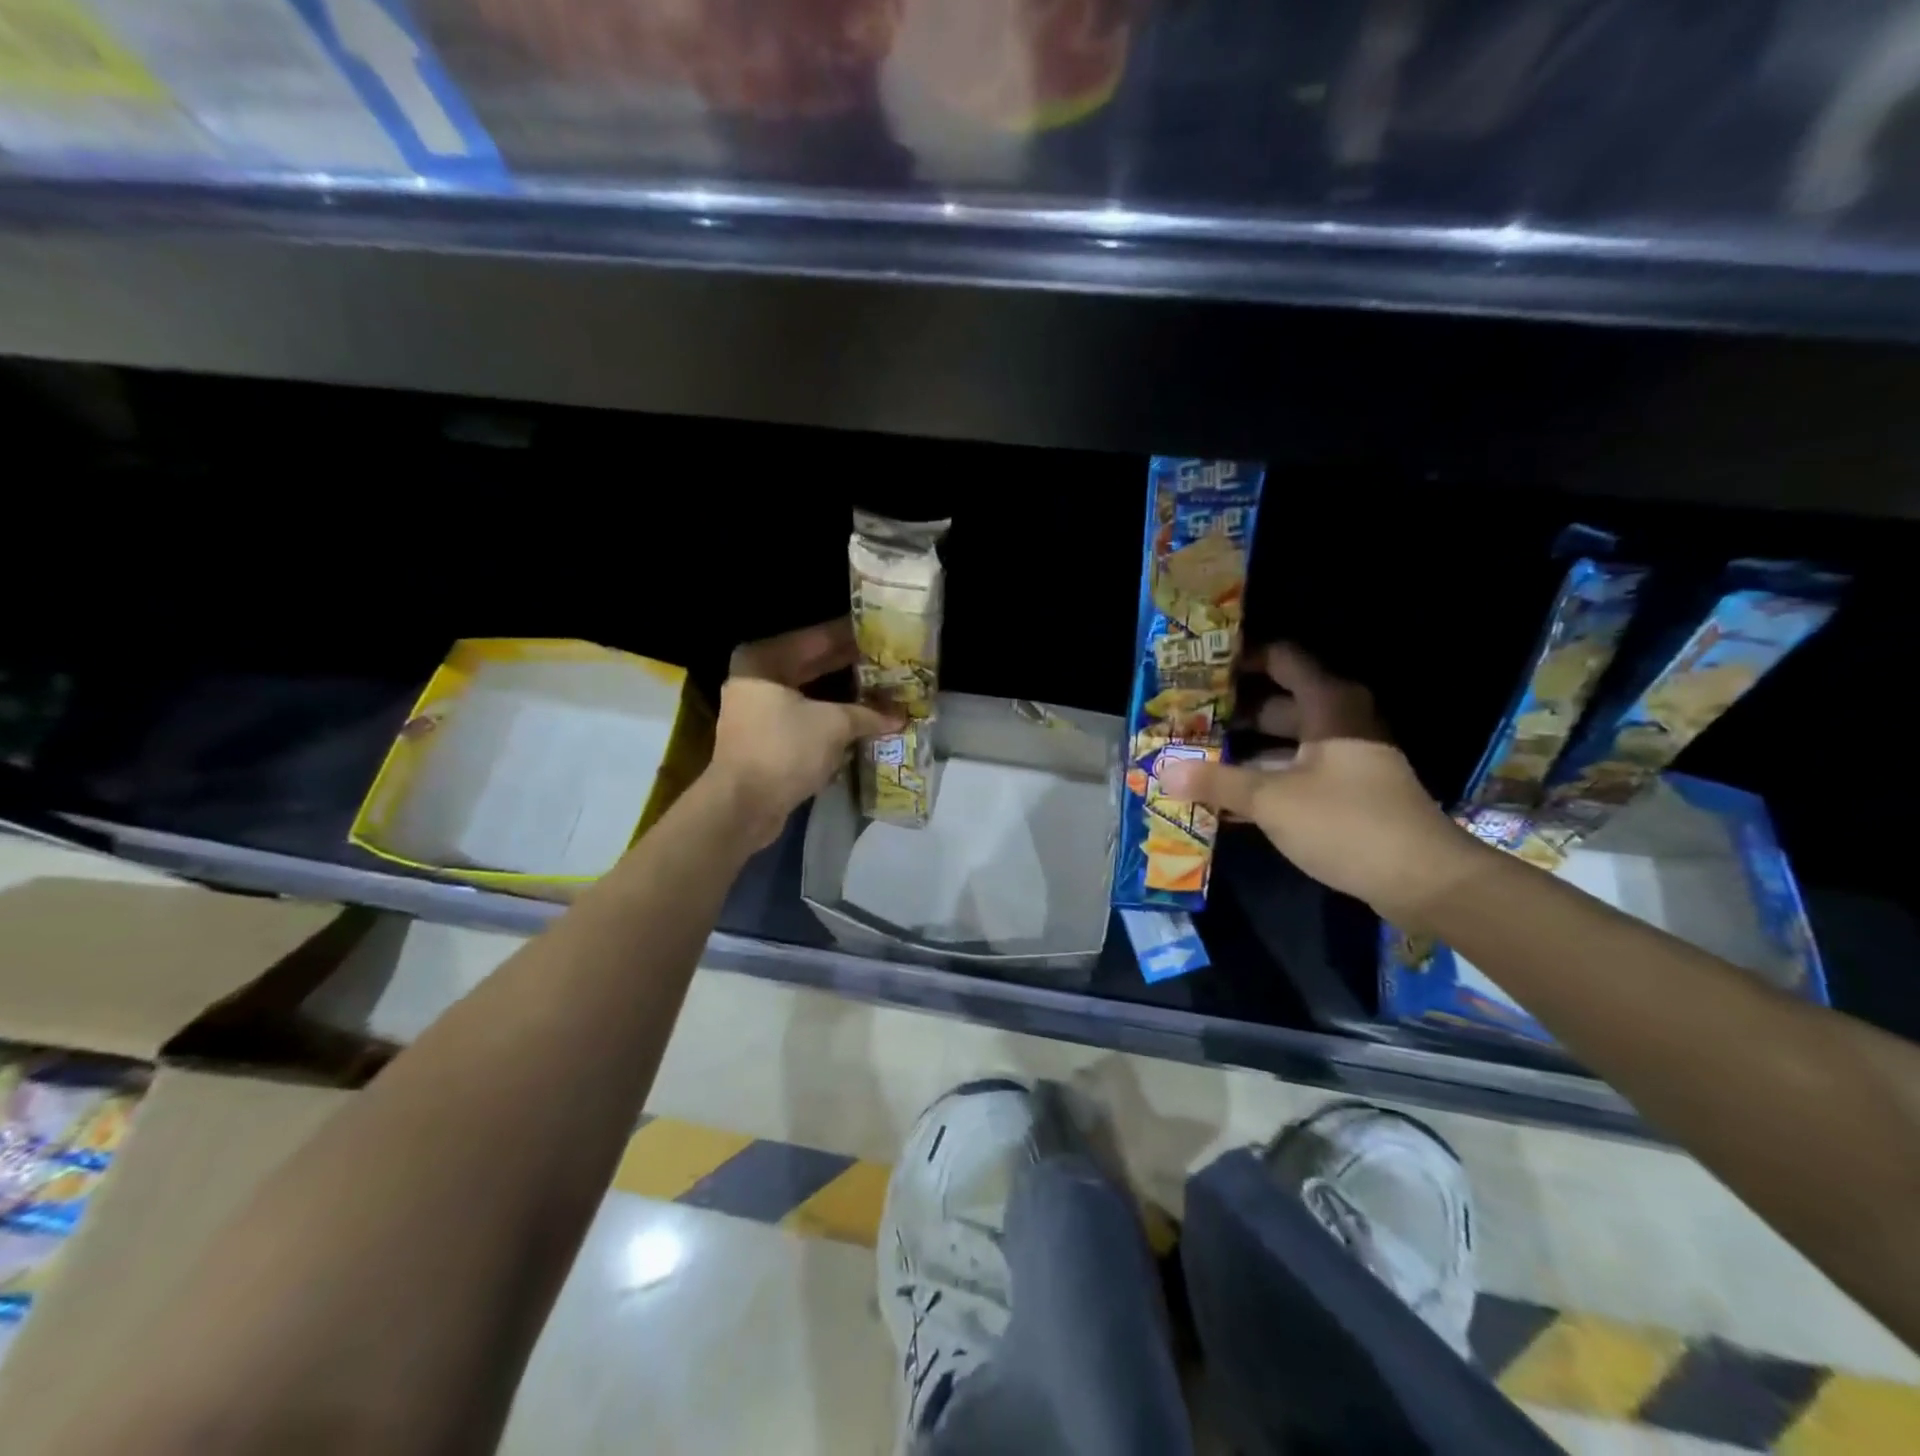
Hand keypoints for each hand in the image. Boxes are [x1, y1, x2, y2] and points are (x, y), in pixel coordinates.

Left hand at [708, 619, 898, 848]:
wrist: (743, 806)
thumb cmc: (785, 750)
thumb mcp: (834, 725)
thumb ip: (868, 713)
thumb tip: (900, 715)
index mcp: (764, 659)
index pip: (817, 637)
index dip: (853, 636)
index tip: (883, 633)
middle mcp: (757, 677)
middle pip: (813, 664)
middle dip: (852, 665)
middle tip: (889, 661)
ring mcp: (758, 708)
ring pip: (811, 692)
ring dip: (844, 695)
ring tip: (883, 688)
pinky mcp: (766, 737)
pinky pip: (806, 716)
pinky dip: (831, 717)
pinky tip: (863, 717)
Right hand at [1158, 644, 1481, 924]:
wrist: (1423, 881)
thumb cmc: (1346, 822)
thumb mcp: (1272, 800)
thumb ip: (1216, 782)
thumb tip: (1164, 771)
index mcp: (1327, 705)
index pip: (1281, 660)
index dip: (1241, 659)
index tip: (1199, 670)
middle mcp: (1337, 722)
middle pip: (1276, 704)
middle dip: (1229, 714)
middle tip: (1182, 722)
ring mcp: (1343, 759)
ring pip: (1282, 743)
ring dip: (1241, 753)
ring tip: (1191, 760)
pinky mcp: (1344, 793)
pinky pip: (1293, 774)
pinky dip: (1262, 781)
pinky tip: (1222, 799)